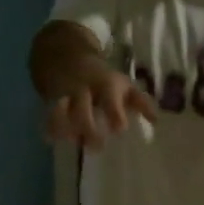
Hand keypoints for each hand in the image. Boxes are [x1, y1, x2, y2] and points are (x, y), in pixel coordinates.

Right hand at [43, 67, 158, 151]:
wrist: (65, 56)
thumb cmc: (101, 78)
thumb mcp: (122, 85)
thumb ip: (140, 102)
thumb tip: (156, 120)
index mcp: (105, 85)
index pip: (110, 99)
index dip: (114, 115)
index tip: (119, 130)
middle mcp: (83, 89)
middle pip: (82, 109)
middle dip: (88, 129)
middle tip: (97, 147)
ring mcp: (64, 94)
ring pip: (61, 111)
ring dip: (66, 129)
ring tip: (74, 142)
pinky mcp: (50, 100)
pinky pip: (48, 115)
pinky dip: (49, 128)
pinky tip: (52, 140)